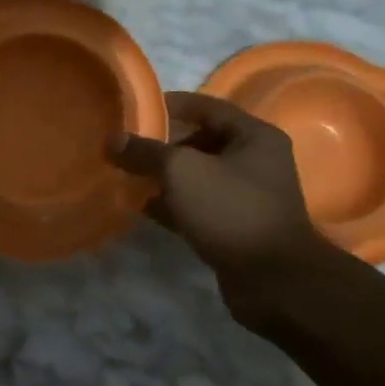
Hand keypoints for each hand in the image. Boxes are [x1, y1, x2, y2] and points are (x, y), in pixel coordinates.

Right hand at [109, 91, 322, 320]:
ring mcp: (246, 196)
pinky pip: (197, 205)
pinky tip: (140, 206)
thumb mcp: (182, 171)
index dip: (169, 105)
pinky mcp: (234, 226)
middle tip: (126, 147)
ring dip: (163, 176)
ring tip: (125, 175)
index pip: (206, 106)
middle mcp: (255, 161)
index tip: (133, 111)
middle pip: (200, 141)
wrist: (272, 280)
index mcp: (254, 136)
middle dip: (162, 144)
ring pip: (196, 176)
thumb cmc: (231, 210)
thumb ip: (145, 152)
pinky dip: (171, 204)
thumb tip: (112, 140)